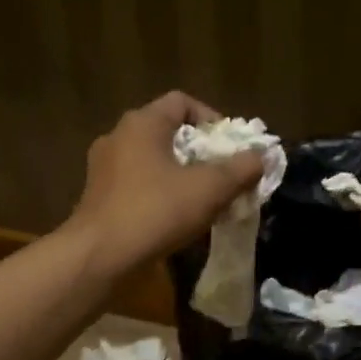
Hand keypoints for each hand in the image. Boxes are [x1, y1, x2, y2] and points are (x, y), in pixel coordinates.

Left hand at [64, 92, 264, 275]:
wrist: (100, 257)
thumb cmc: (156, 211)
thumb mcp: (210, 189)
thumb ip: (241, 169)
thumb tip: (261, 157)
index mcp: (142, 124)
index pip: (182, 102)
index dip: (212, 119)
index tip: (231, 148)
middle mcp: (118, 137)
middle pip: (168, 133)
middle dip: (200, 153)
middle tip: (224, 176)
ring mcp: (104, 169)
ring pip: (153, 162)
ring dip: (181, 176)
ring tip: (204, 200)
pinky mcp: (99, 198)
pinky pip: (138, 186)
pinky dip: (160, 195)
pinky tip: (176, 220)